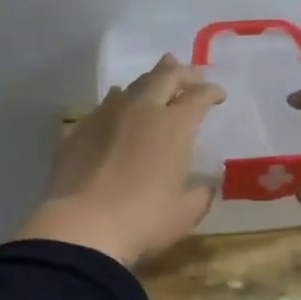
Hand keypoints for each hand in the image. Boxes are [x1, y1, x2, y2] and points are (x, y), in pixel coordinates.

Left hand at [13, 55, 225, 265]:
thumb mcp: (185, 213)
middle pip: (165, 76)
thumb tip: (206, 184)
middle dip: (182, 73)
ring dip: (151, 81)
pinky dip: (120, 99)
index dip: (212, 92)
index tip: (219, 96)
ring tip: (157, 84)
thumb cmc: (143, 220)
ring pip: (133, 85)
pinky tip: (118, 106)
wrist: (81, 226)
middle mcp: (142, 109)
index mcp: (174, 126)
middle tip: (191, 77)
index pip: (199, 96)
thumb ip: (201, 194)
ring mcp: (108, 115)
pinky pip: (106, 103)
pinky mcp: (81, 127)